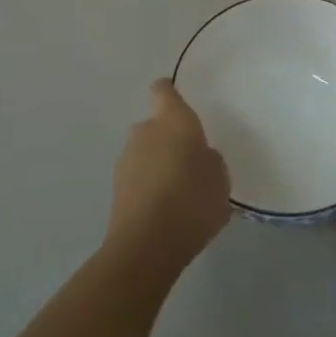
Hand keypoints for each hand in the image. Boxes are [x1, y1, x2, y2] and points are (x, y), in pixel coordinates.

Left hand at [107, 79, 230, 270]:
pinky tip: (165, 212)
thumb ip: (210, 160)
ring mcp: (125, 160)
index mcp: (173, 120)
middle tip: (190, 161)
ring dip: (157, 165)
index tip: (180, 102)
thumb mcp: (220, 178)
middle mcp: (144, 131)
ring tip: (179, 193)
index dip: (170, 93)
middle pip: (155, 126)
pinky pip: (138, 179)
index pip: (164, 90)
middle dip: (168, 139)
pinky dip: (148, 188)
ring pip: (145, 153)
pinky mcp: (115, 190)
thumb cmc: (191, 200)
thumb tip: (199, 157)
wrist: (146, 246)